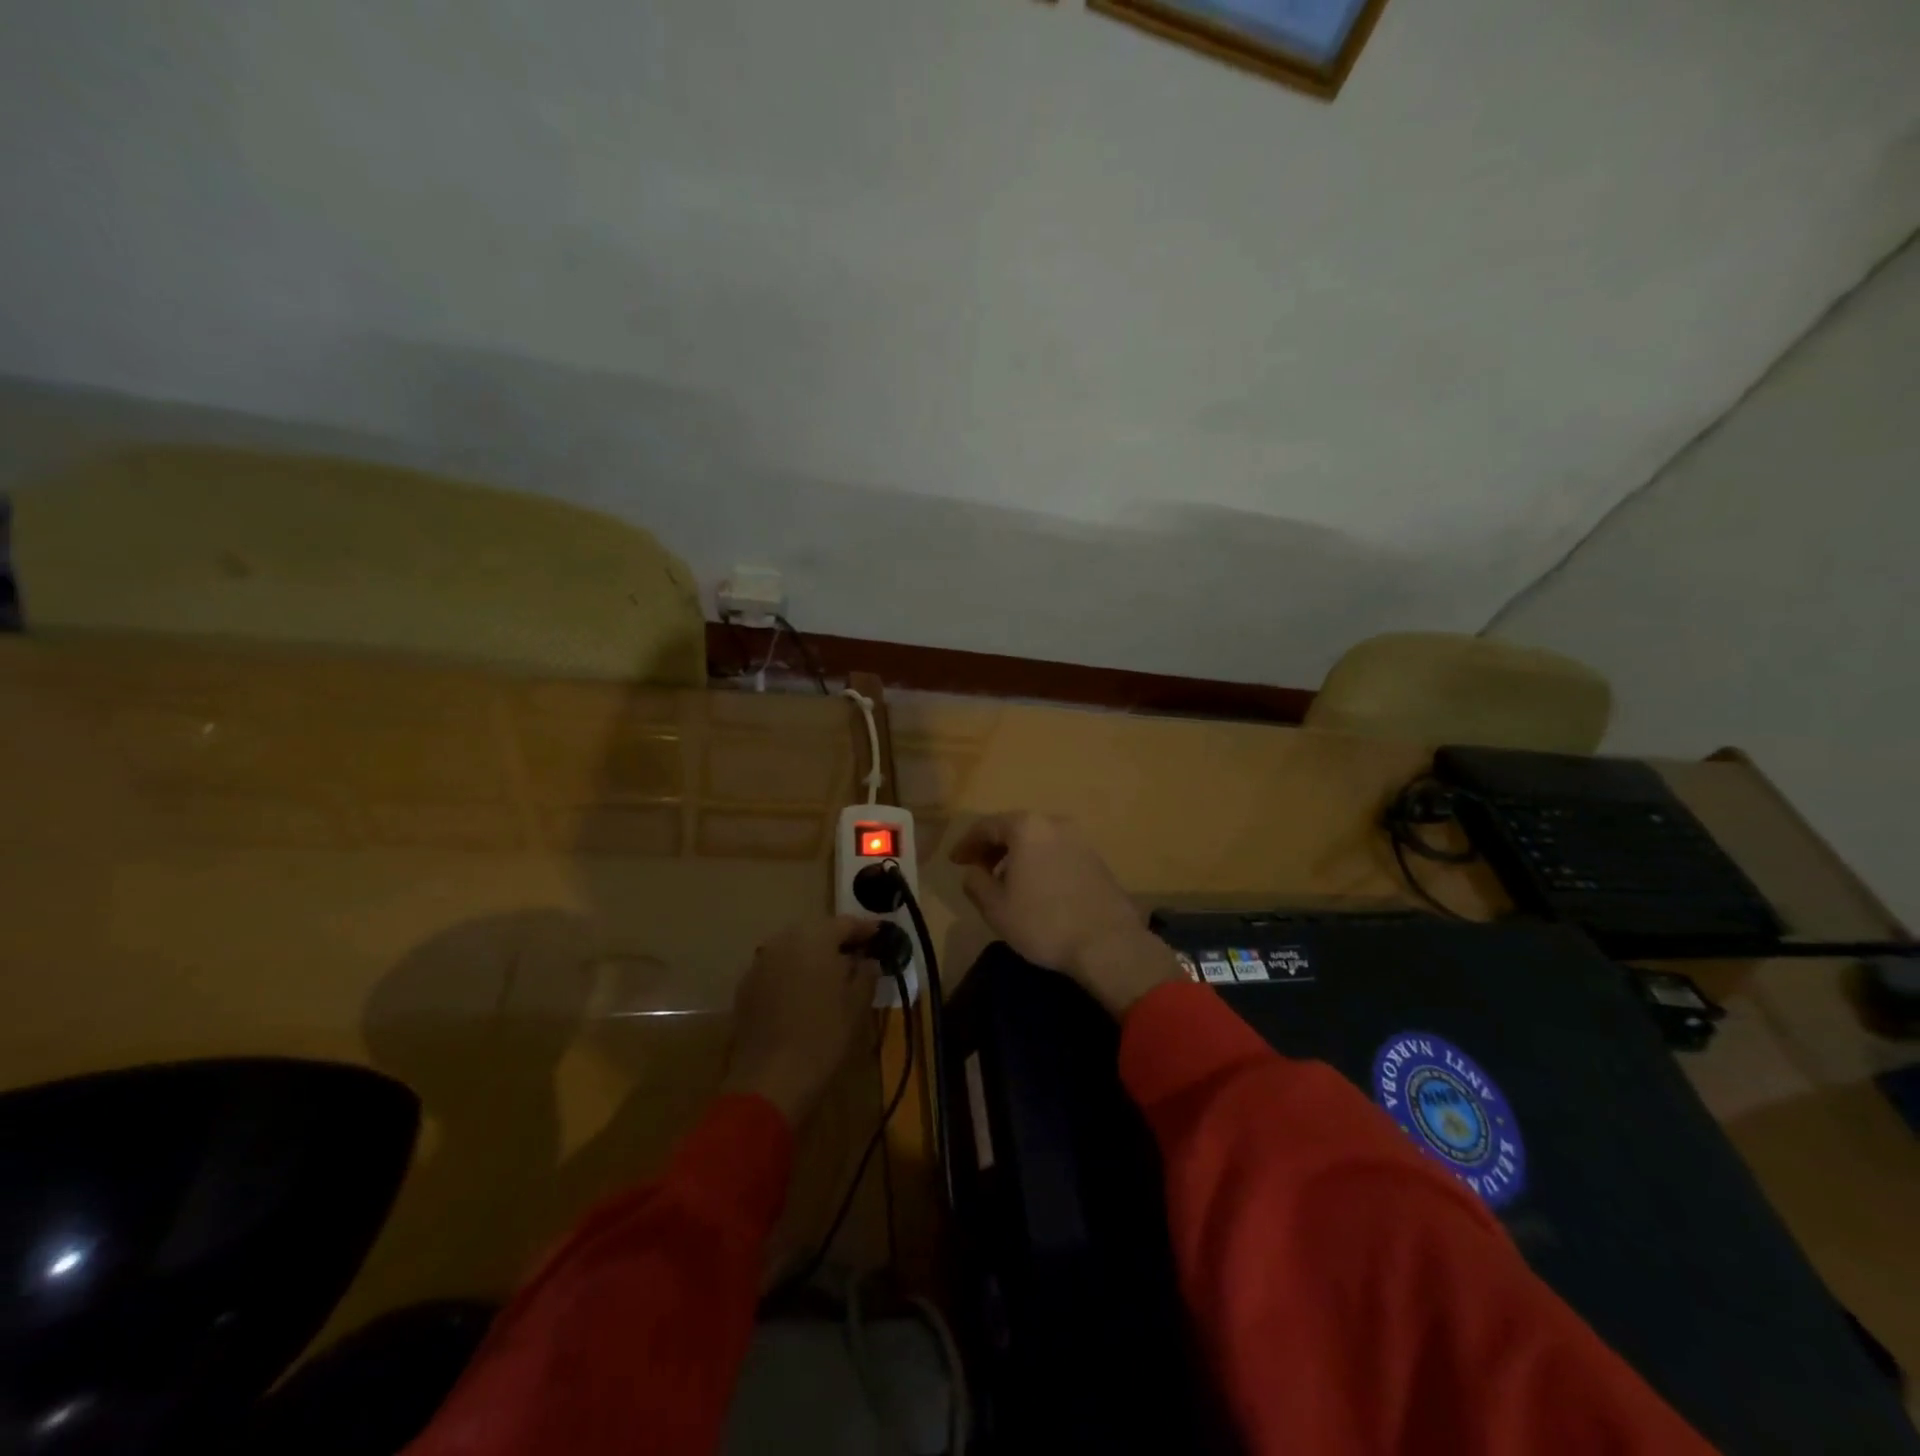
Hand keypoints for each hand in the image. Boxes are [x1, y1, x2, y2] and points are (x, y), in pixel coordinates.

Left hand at [721, 915, 882, 1124]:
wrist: (771, 1078)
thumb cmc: (824, 1035)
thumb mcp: (857, 1004)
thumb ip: (866, 973)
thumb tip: (868, 960)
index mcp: (815, 938)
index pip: (846, 923)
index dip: (866, 929)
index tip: (880, 935)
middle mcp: (784, 941)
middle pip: (817, 932)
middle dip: (837, 941)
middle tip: (857, 956)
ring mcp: (761, 962)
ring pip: (794, 949)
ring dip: (813, 956)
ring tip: (831, 975)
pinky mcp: (746, 986)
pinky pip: (777, 968)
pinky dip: (792, 973)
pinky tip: (803, 994)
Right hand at [950, 812, 1179, 1016]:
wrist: (1107, 943)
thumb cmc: (1043, 922)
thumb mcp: (996, 908)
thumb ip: (975, 883)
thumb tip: (972, 871)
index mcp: (1027, 827)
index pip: (987, 826)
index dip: (967, 843)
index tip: (954, 861)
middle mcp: (1055, 823)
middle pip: (1015, 828)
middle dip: (993, 847)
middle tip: (977, 869)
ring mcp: (1080, 840)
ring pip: (1038, 840)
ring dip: (1017, 856)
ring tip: (1005, 882)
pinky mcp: (1096, 860)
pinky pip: (1057, 852)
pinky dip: (1039, 862)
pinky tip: (1035, 888)